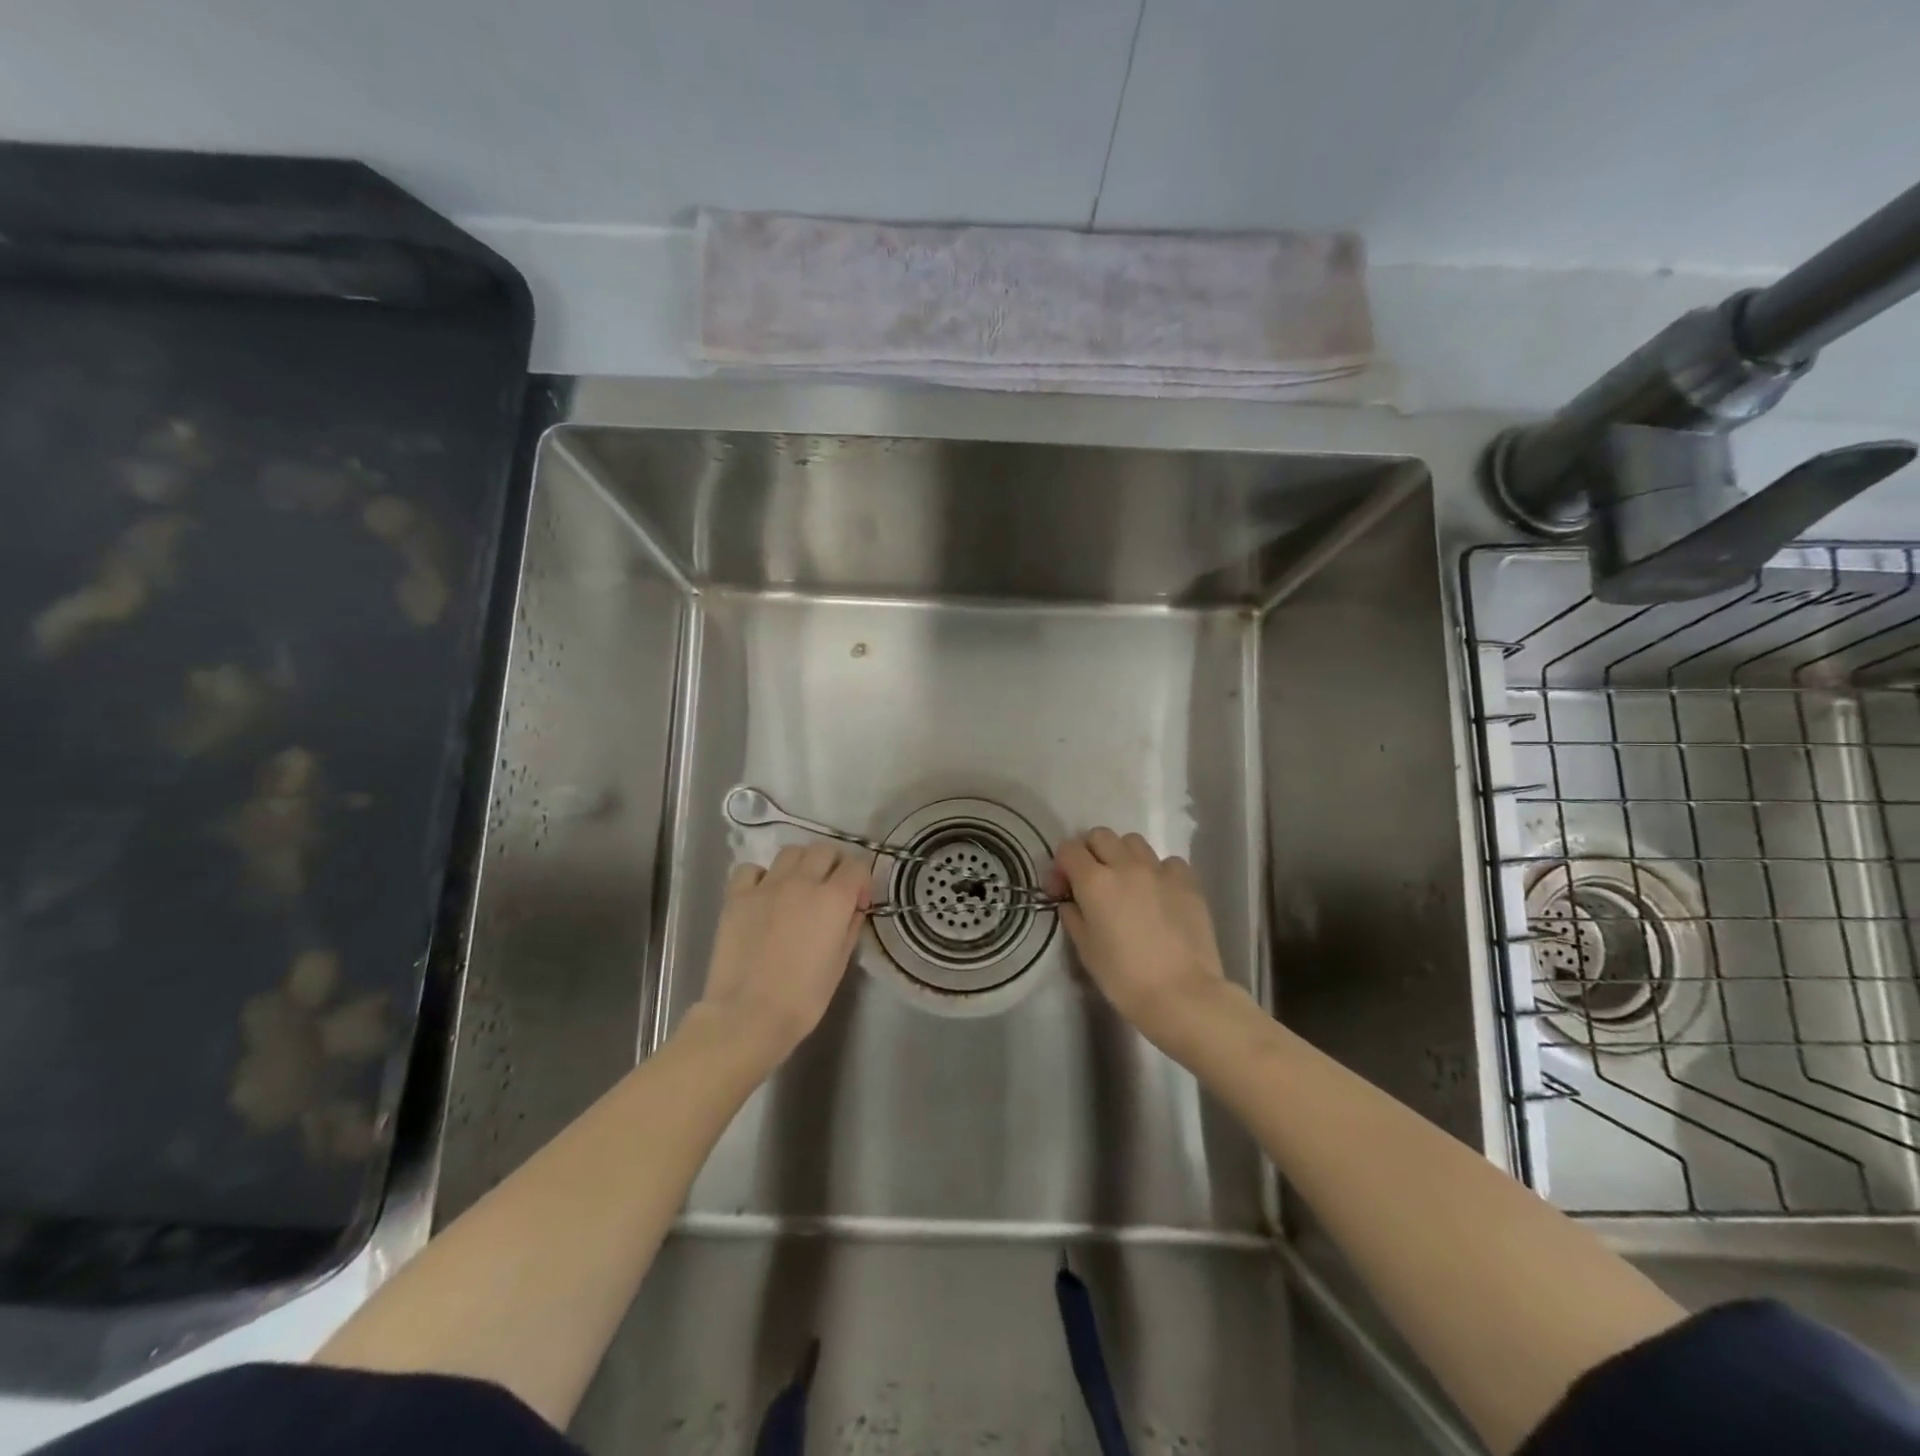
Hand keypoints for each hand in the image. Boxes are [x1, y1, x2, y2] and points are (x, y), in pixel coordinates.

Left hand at [697, 843, 870, 1064]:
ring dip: (801, 864)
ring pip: (791, 851)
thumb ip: (850, 927)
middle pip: (824, 850)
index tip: (858, 903)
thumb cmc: (803, 998)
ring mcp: (766, 886)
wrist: (748, 1015)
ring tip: (798, 888)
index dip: (861, 881)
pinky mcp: (737, 896)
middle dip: (834, 865)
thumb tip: (852, 909)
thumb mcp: (839, 964)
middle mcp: (802, 882)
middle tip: (831, 890)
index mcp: (833, 899)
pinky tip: (764, 895)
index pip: (856, 865)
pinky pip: (752, 869)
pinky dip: (761, 876)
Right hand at [1049, 828, 1235, 1050]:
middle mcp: (1125, 865)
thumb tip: (1071, 901)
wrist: (1182, 995)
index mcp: (1094, 881)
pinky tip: (1159, 894)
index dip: (1061, 866)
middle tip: (1092, 882)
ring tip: (1127, 883)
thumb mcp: (1085, 949)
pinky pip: (1167, 862)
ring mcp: (1159, 870)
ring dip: (1123, 856)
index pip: (1068, 849)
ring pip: (1133, 842)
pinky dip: (1158, 871)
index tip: (1062, 890)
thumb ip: (1073, 915)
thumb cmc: (1124, 978)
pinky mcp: (1188, 881)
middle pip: (1100, 836)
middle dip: (1090, 852)